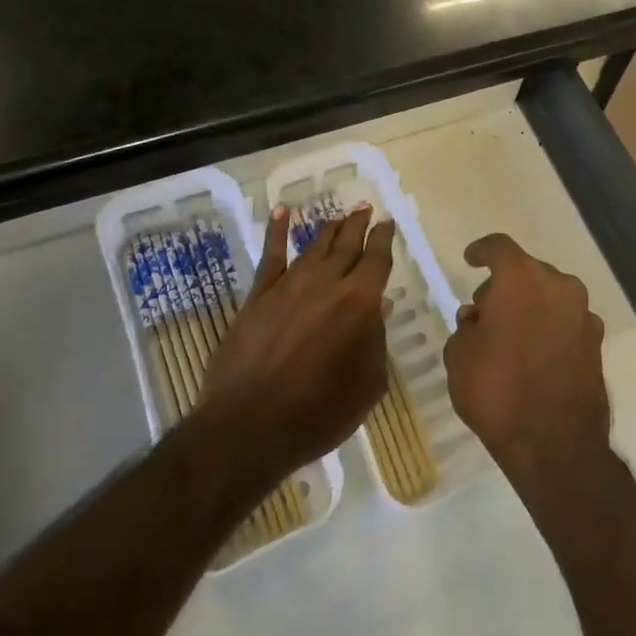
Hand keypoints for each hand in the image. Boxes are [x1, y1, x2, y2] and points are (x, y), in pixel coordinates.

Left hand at [197, 204, 394, 494]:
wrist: (249, 428)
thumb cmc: (318, 414)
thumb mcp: (367, 386)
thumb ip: (376, 342)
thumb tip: (378, 308)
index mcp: (359, 303)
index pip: (376, 259)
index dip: (383, 239)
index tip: (387, 223)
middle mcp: (327, 284)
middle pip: (347, 244)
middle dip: (359, 224)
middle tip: (366, 208)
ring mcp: (289, 286)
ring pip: (315, 246)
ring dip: (330, 229)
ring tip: (340, 216)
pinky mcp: (259, 296)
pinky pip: (271, 255)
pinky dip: (277, 230)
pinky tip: (281, 211)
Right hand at [444, 233, 610, 503]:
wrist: (556, 446)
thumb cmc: (498, 392)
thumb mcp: (459, 356)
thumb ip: (466, 327)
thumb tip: (479, 319)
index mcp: (521, 278)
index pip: (499, 247)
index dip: (482, 251)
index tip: (470, 259)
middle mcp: (558, 285)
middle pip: (526, 272)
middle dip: (504, 287)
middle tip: (484, 314)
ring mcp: (583, 313)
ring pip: (549, 296)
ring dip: (530, 308)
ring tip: (509, 339)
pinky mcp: (598, 342)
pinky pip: (566, 322)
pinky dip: (550, 329)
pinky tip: (536, 357)